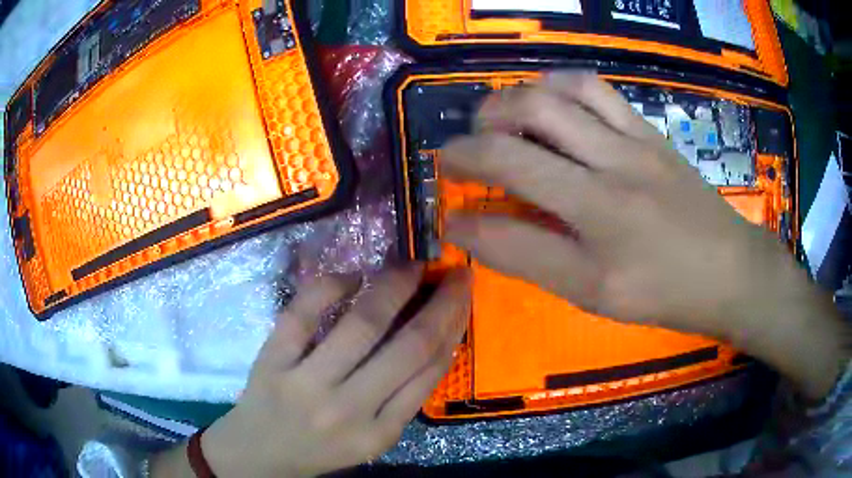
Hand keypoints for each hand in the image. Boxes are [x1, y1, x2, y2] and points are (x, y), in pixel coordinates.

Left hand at [197, 266, 469, 476]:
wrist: (260, 454)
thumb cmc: (321, 449)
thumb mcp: (373, 439)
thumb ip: (404, 398)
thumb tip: (438, 339)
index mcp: (381, 432)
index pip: (429, 370)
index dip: (453, 325)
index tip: (463, 296)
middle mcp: (349, 410)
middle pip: (408, 345)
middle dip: (440, 302)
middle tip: (451, 272)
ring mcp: (307, 384)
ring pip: (362, 325)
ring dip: (393, 285)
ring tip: (409, 266)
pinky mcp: (273, 362)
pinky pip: (304, 313)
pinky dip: (330, 286)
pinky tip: (352, 276)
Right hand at [442, 71, 846, 398]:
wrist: (729, 270)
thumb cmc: (664, 293)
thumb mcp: (592, 293)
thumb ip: (529, 258)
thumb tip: (470, 230)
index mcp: (597, 222)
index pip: (507, 197)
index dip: (463, 202)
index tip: (446, 211)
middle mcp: (611, 169)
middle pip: (525, 124)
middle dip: (475, 135)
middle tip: (463, 152)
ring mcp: (633, 142)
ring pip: (559, 93)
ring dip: (513, 100)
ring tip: (500, 120)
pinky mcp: (649, 131)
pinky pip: (596, 89)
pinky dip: (557, 88)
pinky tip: (550, 106)